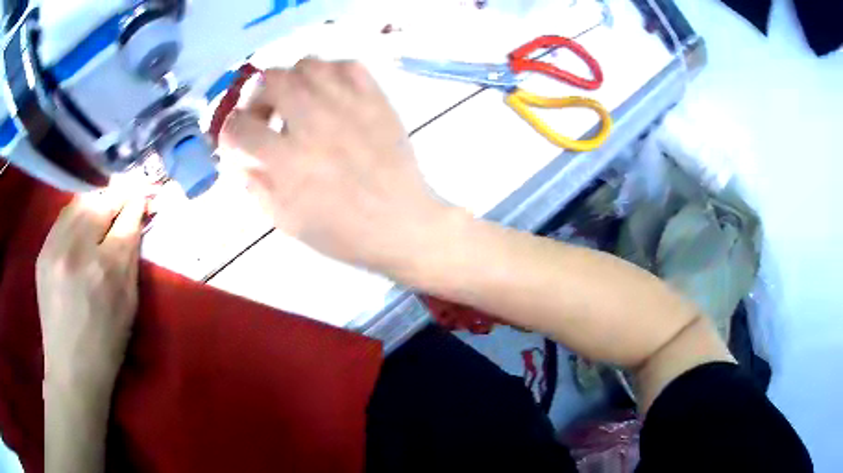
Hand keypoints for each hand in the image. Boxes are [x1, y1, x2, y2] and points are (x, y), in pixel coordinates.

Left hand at [37, 192, 146, 394]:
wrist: (71, 369)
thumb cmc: (107, 344)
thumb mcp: (129, 305)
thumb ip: (131, 258)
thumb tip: (136, 222)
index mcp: (106, 270)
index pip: (125, 219)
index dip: (136, 203)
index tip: (143, 196)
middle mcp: (78, 250)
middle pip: (101, 202)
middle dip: (117, 197)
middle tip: (125, 198)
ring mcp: (55, 248)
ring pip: (79, 202)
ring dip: (96, 201)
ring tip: (103, 209)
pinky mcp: (43, 251)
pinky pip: (62, 217)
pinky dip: (76, 213)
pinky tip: (81, 223)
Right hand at [219, 59, 451, 271]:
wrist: (402, 224)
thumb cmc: (344, 233)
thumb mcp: (287, 221)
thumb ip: (256, 186)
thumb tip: (240, 158)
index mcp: (288, 160)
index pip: (239, 127)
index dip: (229, 131)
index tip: (235, 137)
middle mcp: (315, 122)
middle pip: (271, 80)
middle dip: (257, 97)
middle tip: (264, 115)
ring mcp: (349, 105)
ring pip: (307, 64)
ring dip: (292, 80)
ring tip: (296, 102)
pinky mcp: (376, 100)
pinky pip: (347, 65)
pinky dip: (330, 73)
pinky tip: (328, 94)